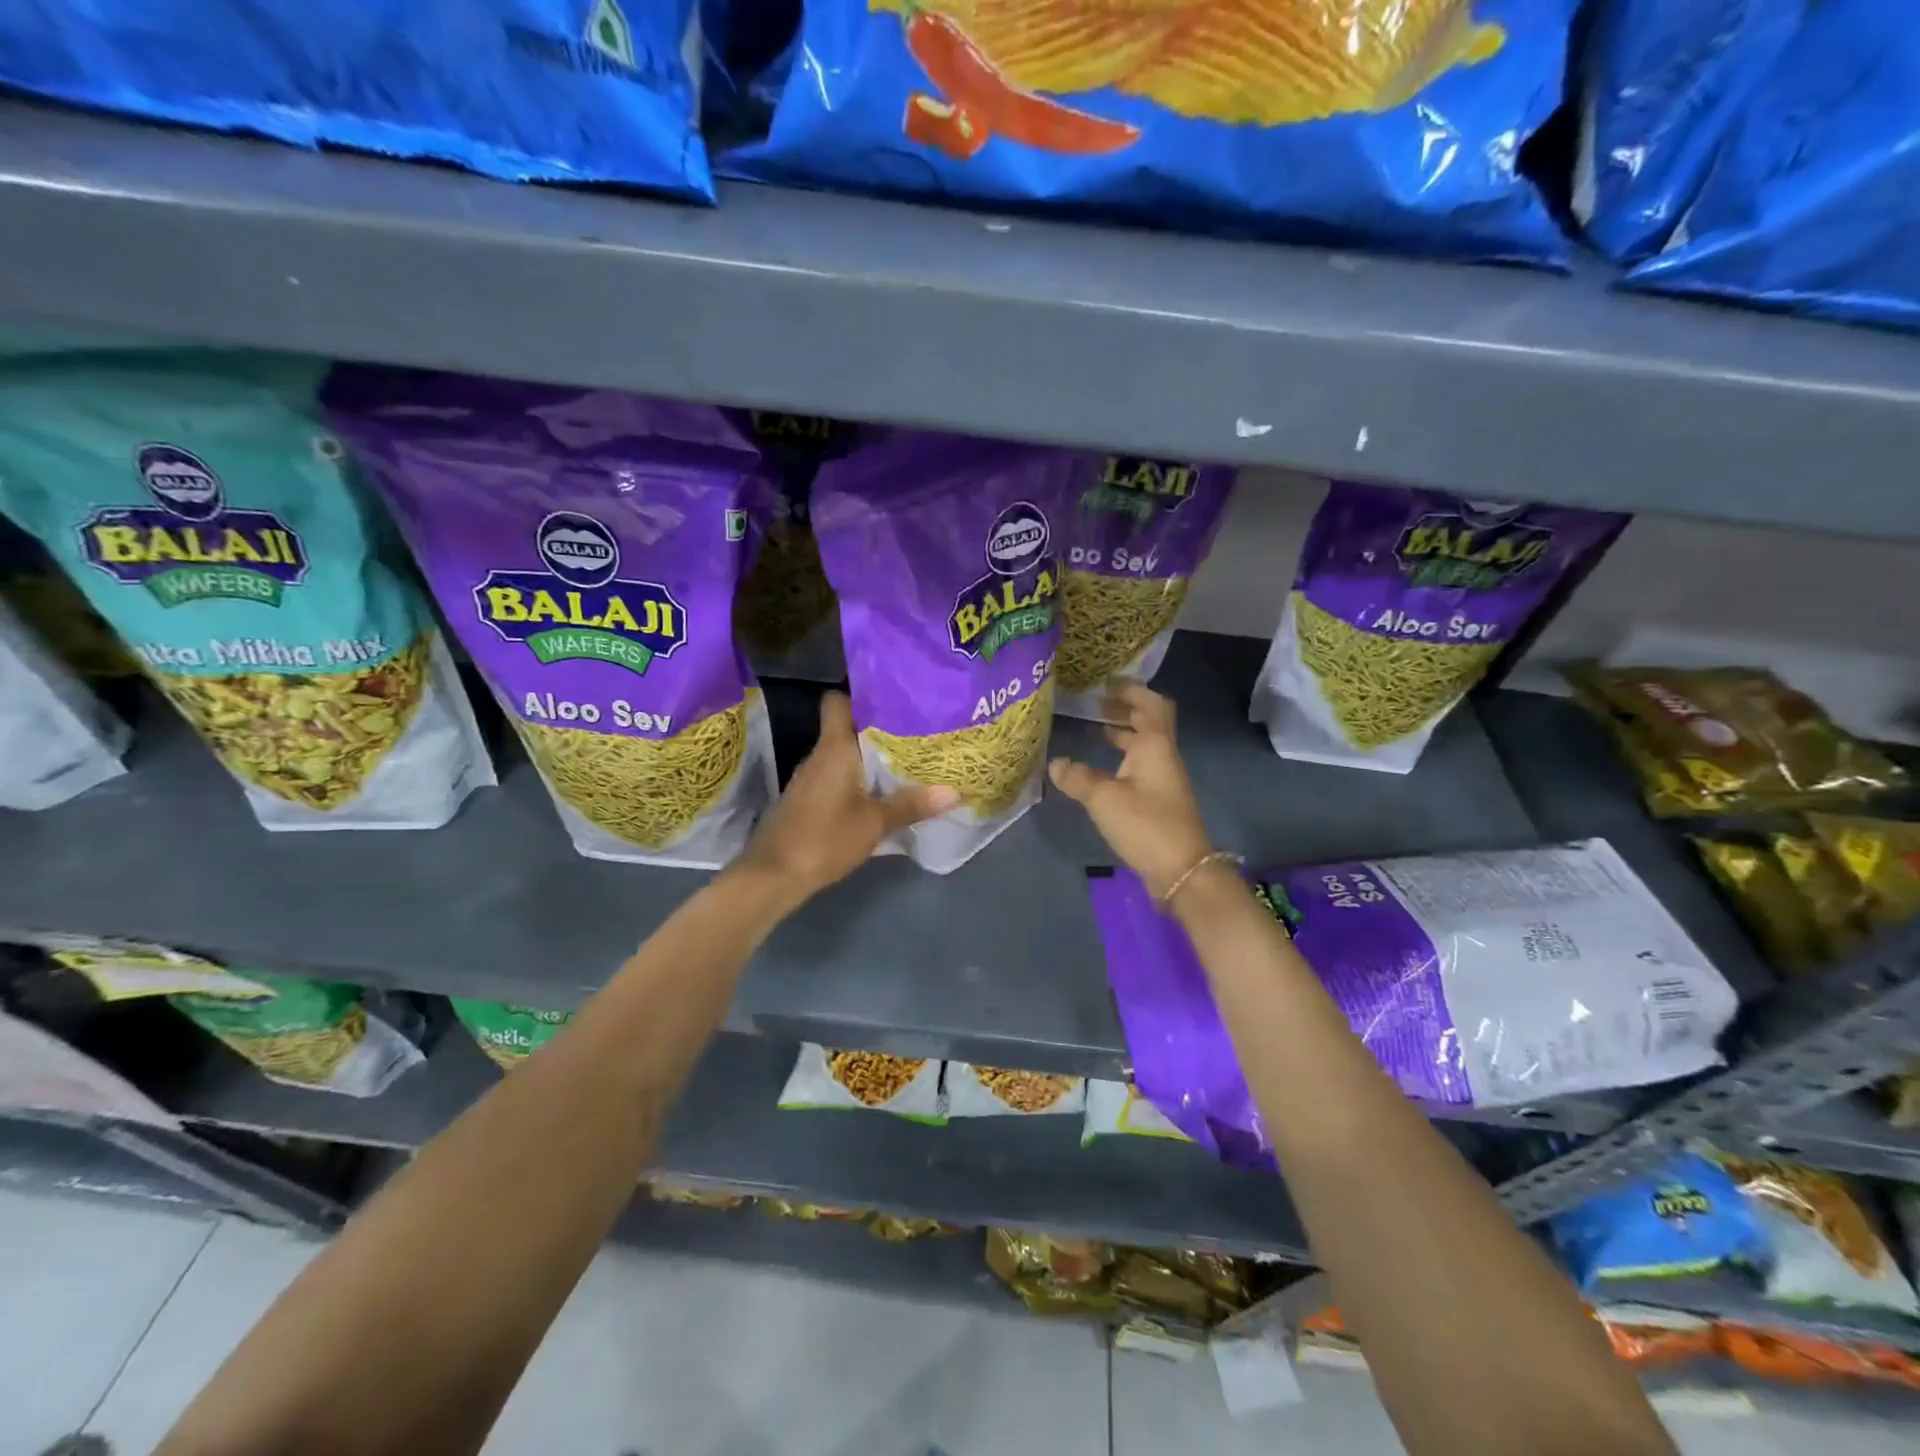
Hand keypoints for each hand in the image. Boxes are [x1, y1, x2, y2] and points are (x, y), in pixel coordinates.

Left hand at [737, 691, 957, 906]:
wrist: (773, 876)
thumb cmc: (824, 838)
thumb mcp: (874, 823)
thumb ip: (911, 805)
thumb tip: (954, 791)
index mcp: (833, 748)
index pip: (838, 701)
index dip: (862, 695)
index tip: (894, 698)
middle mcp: (820, 755)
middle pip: (849, 728)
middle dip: (881, 728)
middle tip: (919, 730)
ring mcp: (812, 778)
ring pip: (846, 754)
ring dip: (872, 756)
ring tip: (910, 758)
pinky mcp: (809, 800)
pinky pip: (840, 776)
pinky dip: (861, 778)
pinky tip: (884, 791)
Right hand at [1049, 680, 1212, 899]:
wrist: (1180, 870)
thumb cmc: (1145, 824)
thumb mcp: (1103, 798)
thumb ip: (1077, 778)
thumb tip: (1055, 763)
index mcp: (1155, 746)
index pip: (1150, 704)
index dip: (1131, 689)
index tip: (1107, 681)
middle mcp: (1162, 756)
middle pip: (1149, 722)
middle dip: (1125, 708)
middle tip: (1096, 702)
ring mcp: (1162, 779)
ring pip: (1143, 745)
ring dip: (1123, 733)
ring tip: (1096, 727)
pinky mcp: (1158, 800)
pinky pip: (1139, 765)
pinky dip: (1121, 757)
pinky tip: (1100, 768)